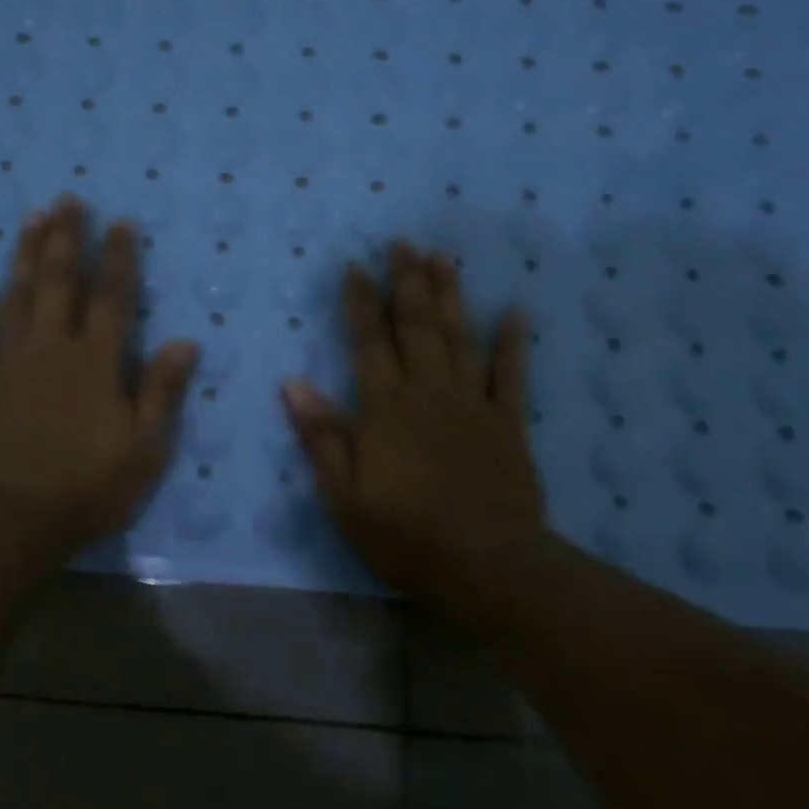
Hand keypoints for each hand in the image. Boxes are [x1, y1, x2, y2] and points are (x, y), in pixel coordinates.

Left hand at [0, 196, 198, 574]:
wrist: (3, 523)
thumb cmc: (83, 491)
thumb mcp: (142, 451)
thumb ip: (161, 392)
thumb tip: (185, 341)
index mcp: (95, 365)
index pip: (113, 299)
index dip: (118, 259)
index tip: (119, 221)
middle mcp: (51, 350)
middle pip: (61, 284)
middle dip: (67, 240)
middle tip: (67, 200)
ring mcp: (5, 364)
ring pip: (17, 298)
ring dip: (26, 257)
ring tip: (32, 219)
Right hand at [282, 242, 545, 617]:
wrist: (485, 565)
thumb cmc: (404, 536)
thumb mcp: (344, 497)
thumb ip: (322, 437)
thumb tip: (293, 384)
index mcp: (385, 409)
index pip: (368, 343)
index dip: (361, 303)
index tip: (356, 266)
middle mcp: (428, 393)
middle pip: (417, 327)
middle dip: (407, 282)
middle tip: (403, 242)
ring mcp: (472, 405)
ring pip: (459, 338)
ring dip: (451, 296)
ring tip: (443, 257)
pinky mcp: (508, 423)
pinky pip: (511, 375)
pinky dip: (513, 342)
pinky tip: (515, 311)